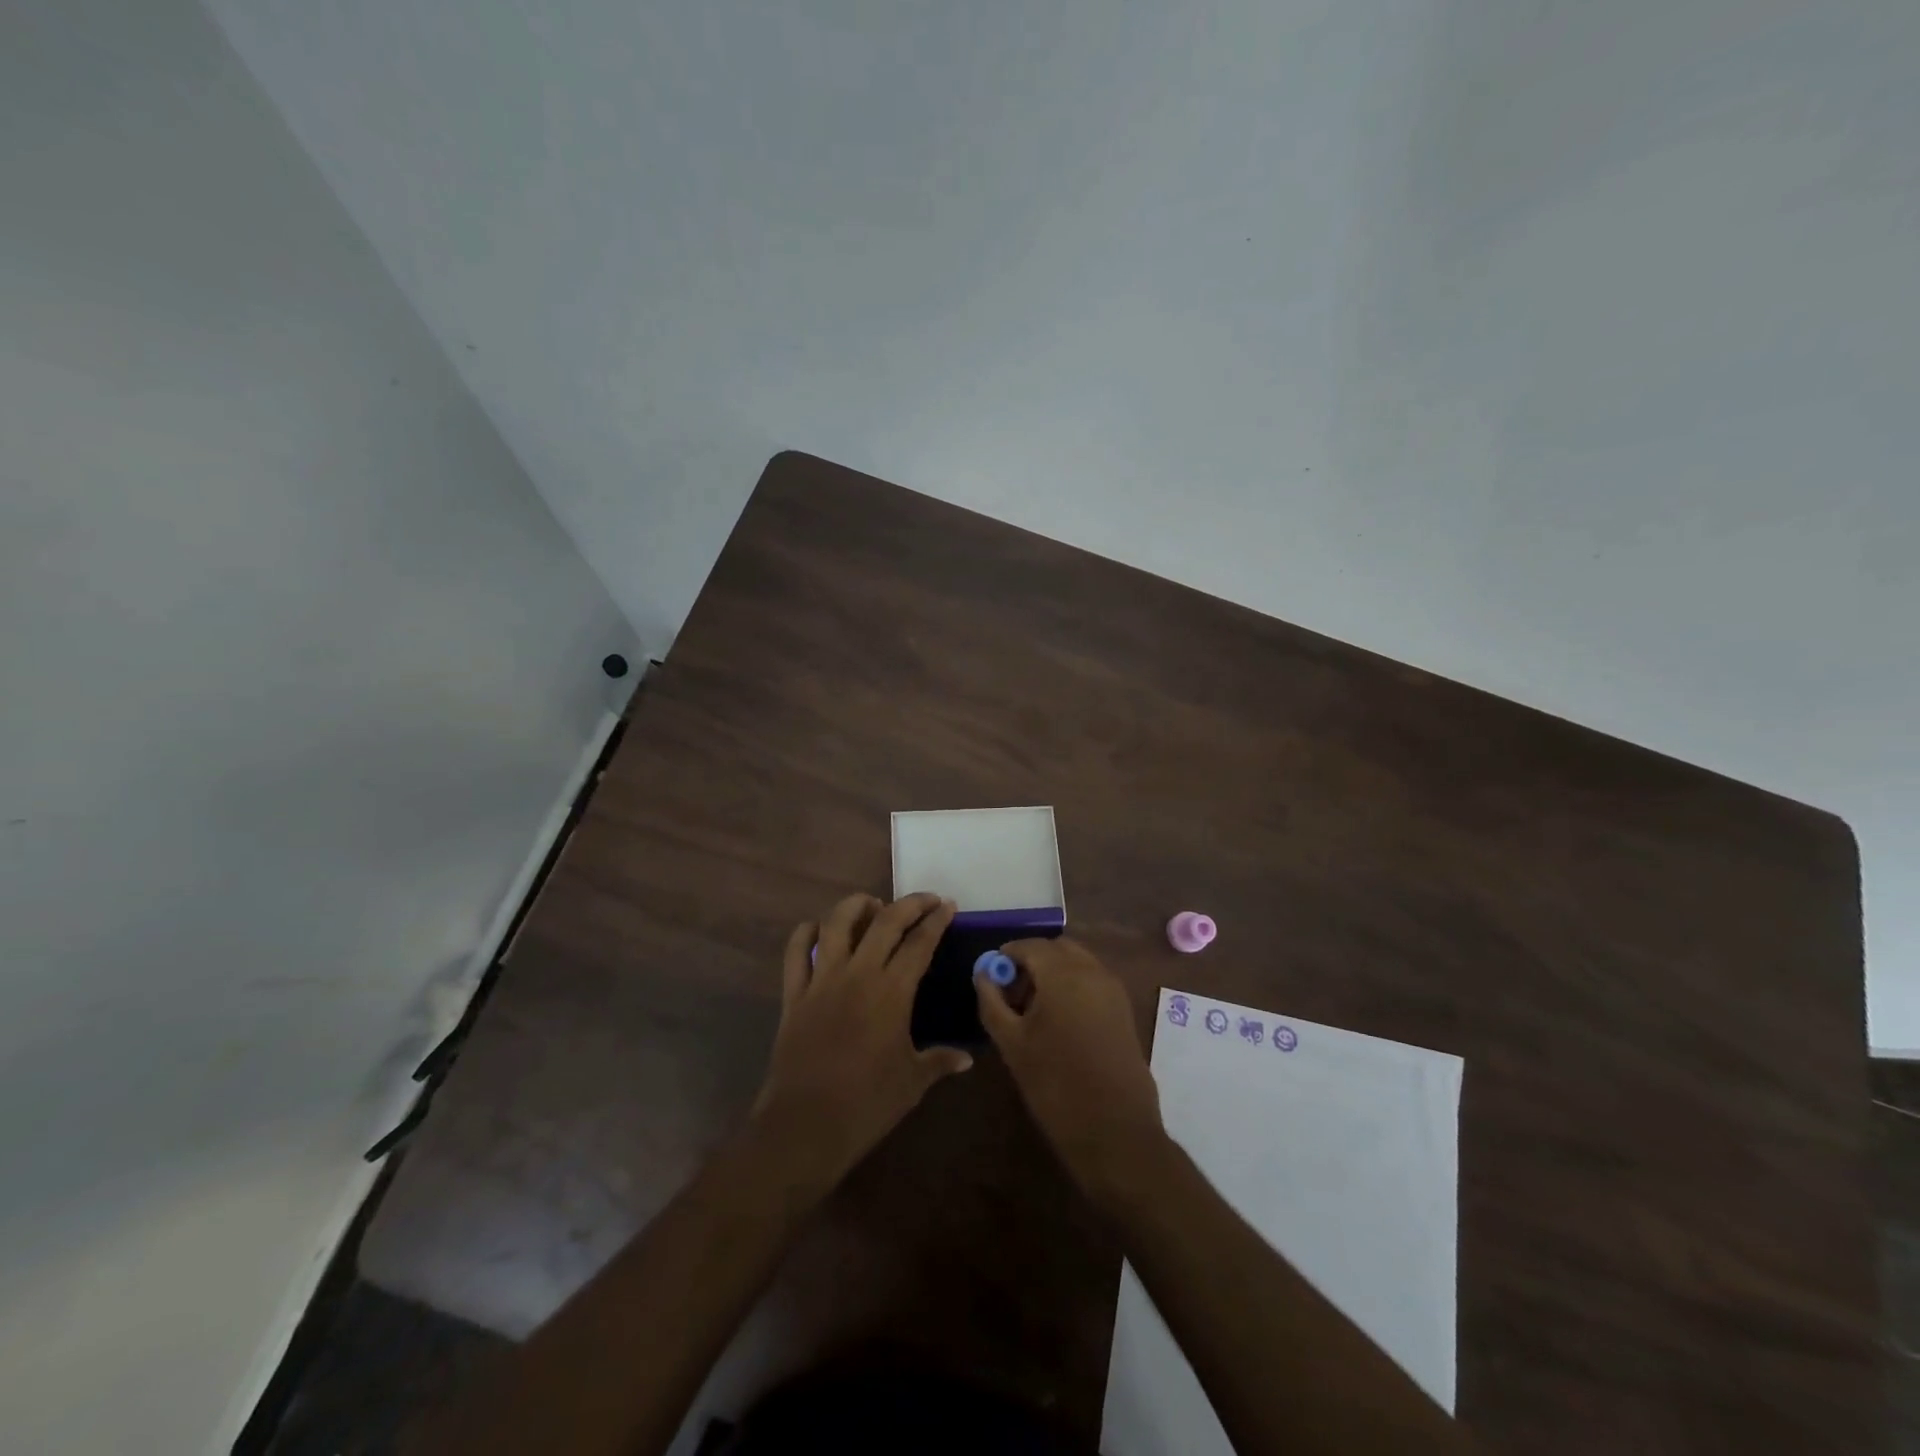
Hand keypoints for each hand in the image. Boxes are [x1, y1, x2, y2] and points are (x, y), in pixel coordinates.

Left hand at [752, 892, 971, 1189]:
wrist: (805, 1127)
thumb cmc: (867, 1105)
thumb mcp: (912, 1082)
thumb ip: (939, 1061)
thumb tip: (966, 1058)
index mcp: (892, 992)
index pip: (919, 942)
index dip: (936, 920)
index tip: (947, 905)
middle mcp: (858, 974)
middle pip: (885, 921)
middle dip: (909, 904)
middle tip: (925, 900)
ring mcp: (822, 980)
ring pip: (836, 923)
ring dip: (856, 905)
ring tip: (872, 905)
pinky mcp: (794, 994)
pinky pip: (796, 952)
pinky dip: (806, 933)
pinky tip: (818, 929)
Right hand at [974, 937, 1165, 1204]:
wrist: (1115, 1131)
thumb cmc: (1055, 1085)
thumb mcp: (1012, 1043)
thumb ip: (992, 1002)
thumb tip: (983, 974)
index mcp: (1063, 973)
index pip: (1029, 945)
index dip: (1006, 956)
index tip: (991, 978)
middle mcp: (1092, 971)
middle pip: (1056, 949)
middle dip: (1032, 962)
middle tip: (1011, 993)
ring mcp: (1113, 989)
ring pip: (1077, 962)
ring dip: (1053, 973)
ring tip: (1032, 1011)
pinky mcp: (1124, 1009)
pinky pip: (1092, 981)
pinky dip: (1073, 986)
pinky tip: (1058, 1021)